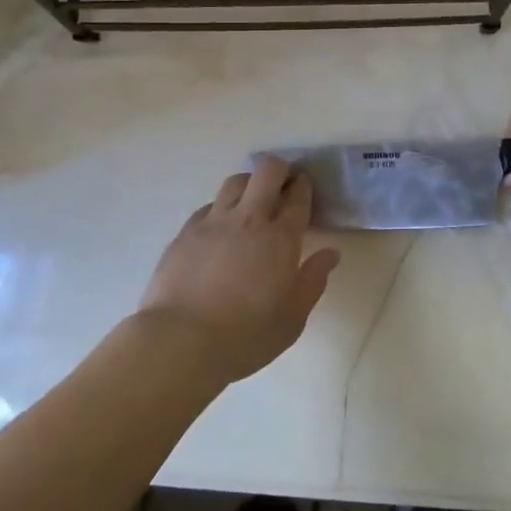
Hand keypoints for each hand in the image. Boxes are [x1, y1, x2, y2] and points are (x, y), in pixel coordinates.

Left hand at [139, 157, 340, 384]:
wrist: (180, 341)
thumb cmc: (245, 336)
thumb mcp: (292, 319)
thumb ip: (313, 281)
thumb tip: (330, 253)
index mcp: (280, 239)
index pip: (297, 197)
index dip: (304, 186)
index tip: (305, 187)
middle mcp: (248, 219)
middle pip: (267, 172)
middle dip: (280, 170)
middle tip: (283, 185)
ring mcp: (213, 222)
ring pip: (235, 181)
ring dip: (250, 183)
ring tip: (252, 201)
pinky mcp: (186, 232)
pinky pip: (208, 206)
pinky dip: (220, 208)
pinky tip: (220, 227)